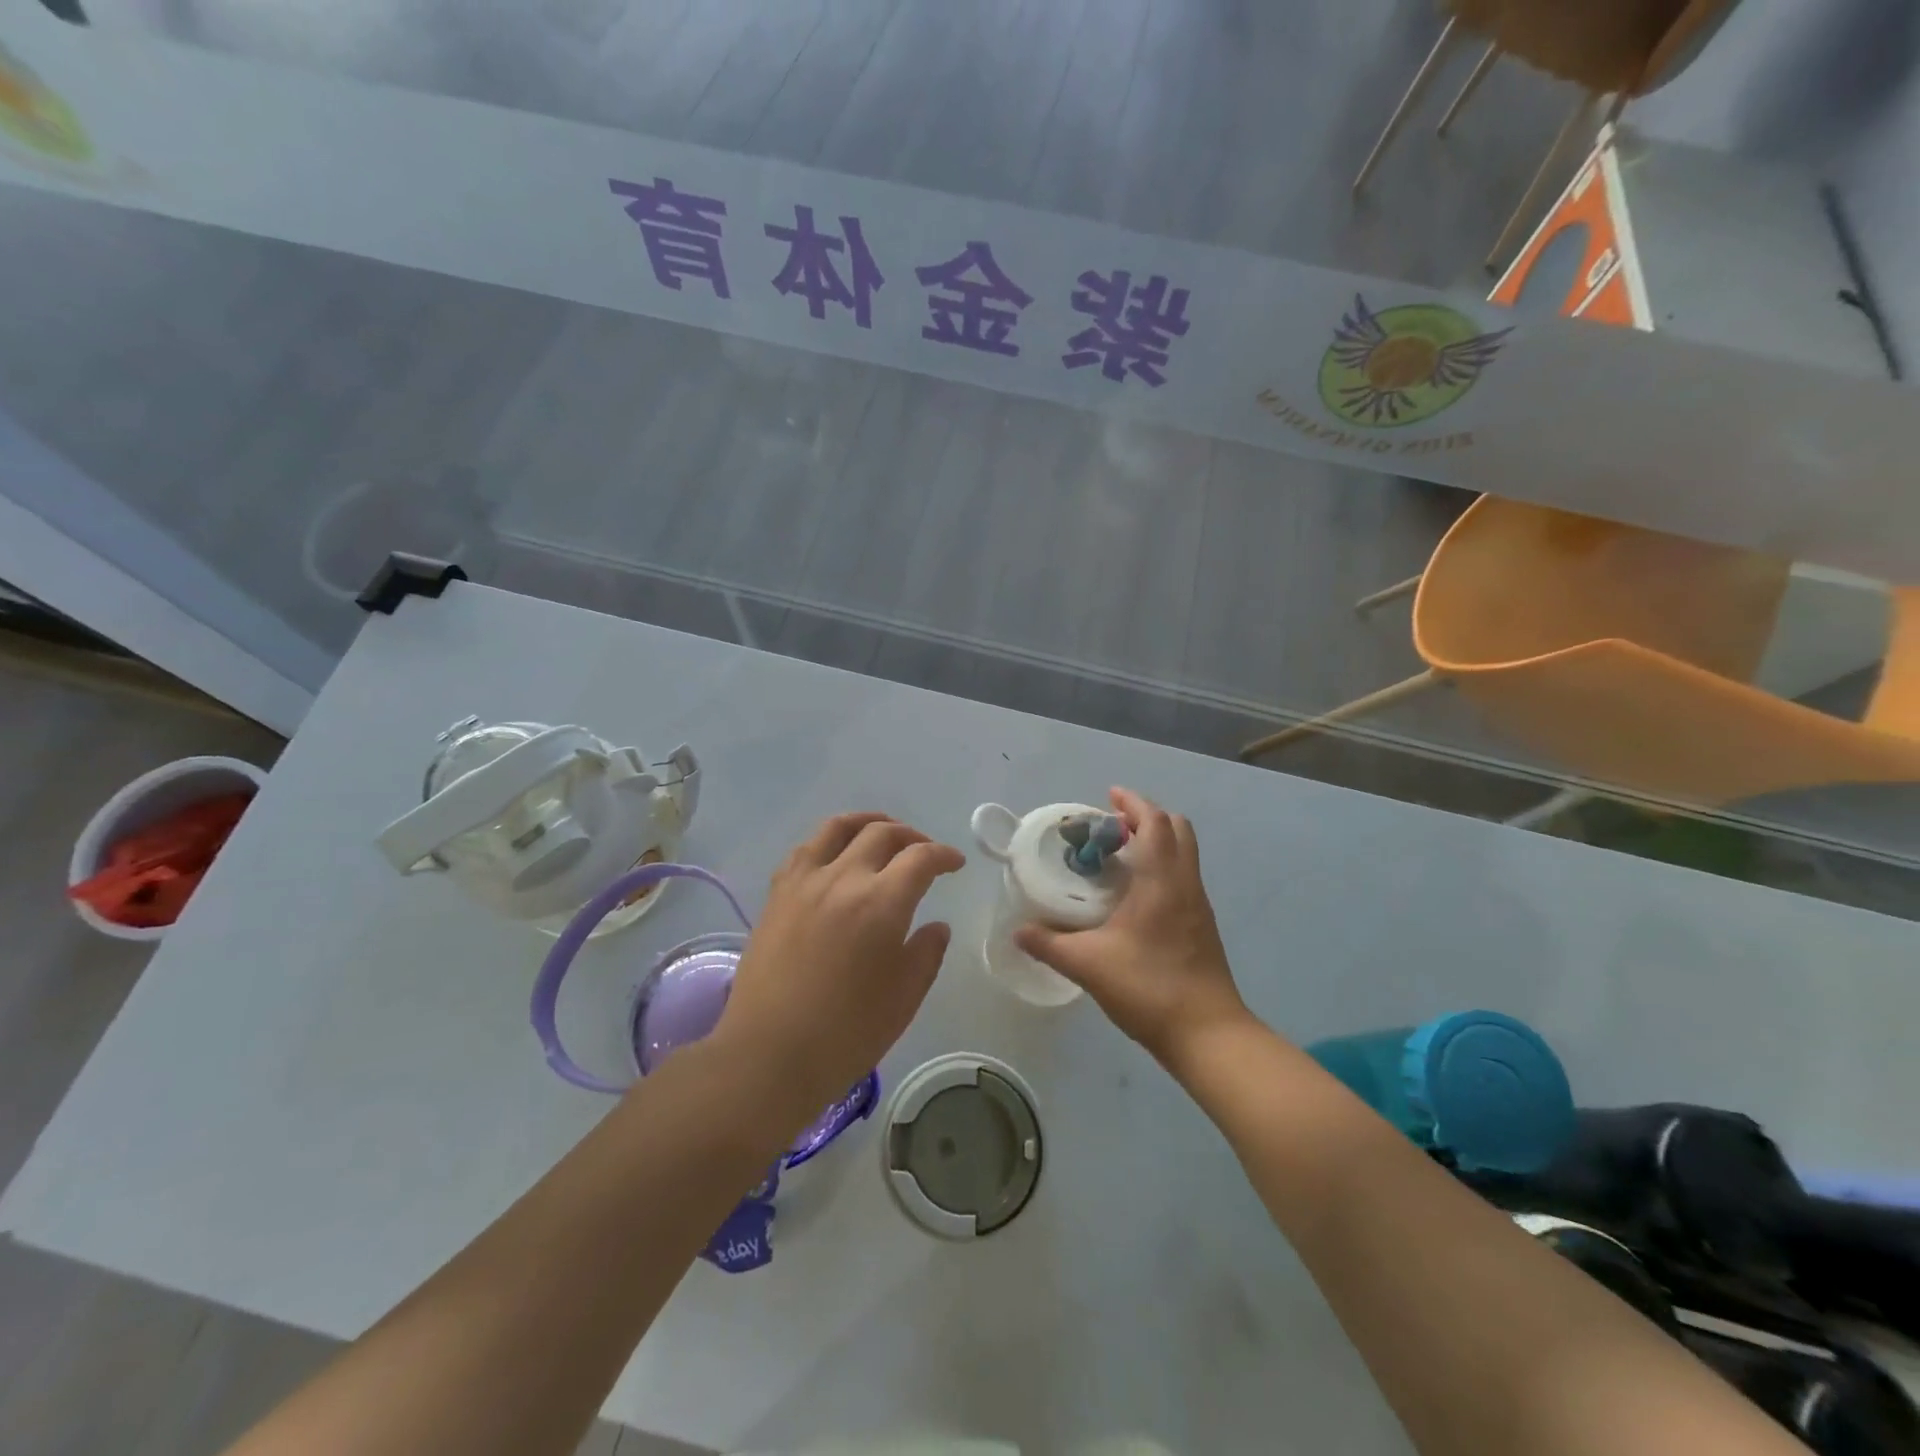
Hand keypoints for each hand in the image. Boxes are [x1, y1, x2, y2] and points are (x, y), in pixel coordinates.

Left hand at [718, 813, 964, 1120]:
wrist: (768, 1054)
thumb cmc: (846, 1034)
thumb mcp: (904, 998)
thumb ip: (926, 953)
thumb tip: (936, 925)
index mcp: (882, 903)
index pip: (921, 858)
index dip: (944, 855)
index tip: (955, 864)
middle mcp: (844, 878)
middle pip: (883, 834)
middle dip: (913, 837)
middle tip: (925, 853)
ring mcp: (805, 882)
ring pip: (840, 827)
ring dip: (869, 823)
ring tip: (883, 832)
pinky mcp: (777, 893)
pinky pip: (805, 848)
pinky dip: (829, 840)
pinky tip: (836, 855)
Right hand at [1016, 788, 1249, 1073]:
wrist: (1208, 1034)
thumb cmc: (1149, 988)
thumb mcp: (1088, 965)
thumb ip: (1049, 944)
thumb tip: (1017, 931)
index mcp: (1162, 880)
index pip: (1155, 822)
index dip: (1133, 803)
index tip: (1108, 797)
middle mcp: (1186, 883)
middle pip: (1178, 829)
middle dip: (1147, 818)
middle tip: (1112, 828)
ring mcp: (1199, 906)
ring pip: (1184, 854)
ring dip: (1157, 843)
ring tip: (1119, 858)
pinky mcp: (1202, 927)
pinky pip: (1183, 878)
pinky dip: (1162, 868)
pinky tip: (1135, 897)